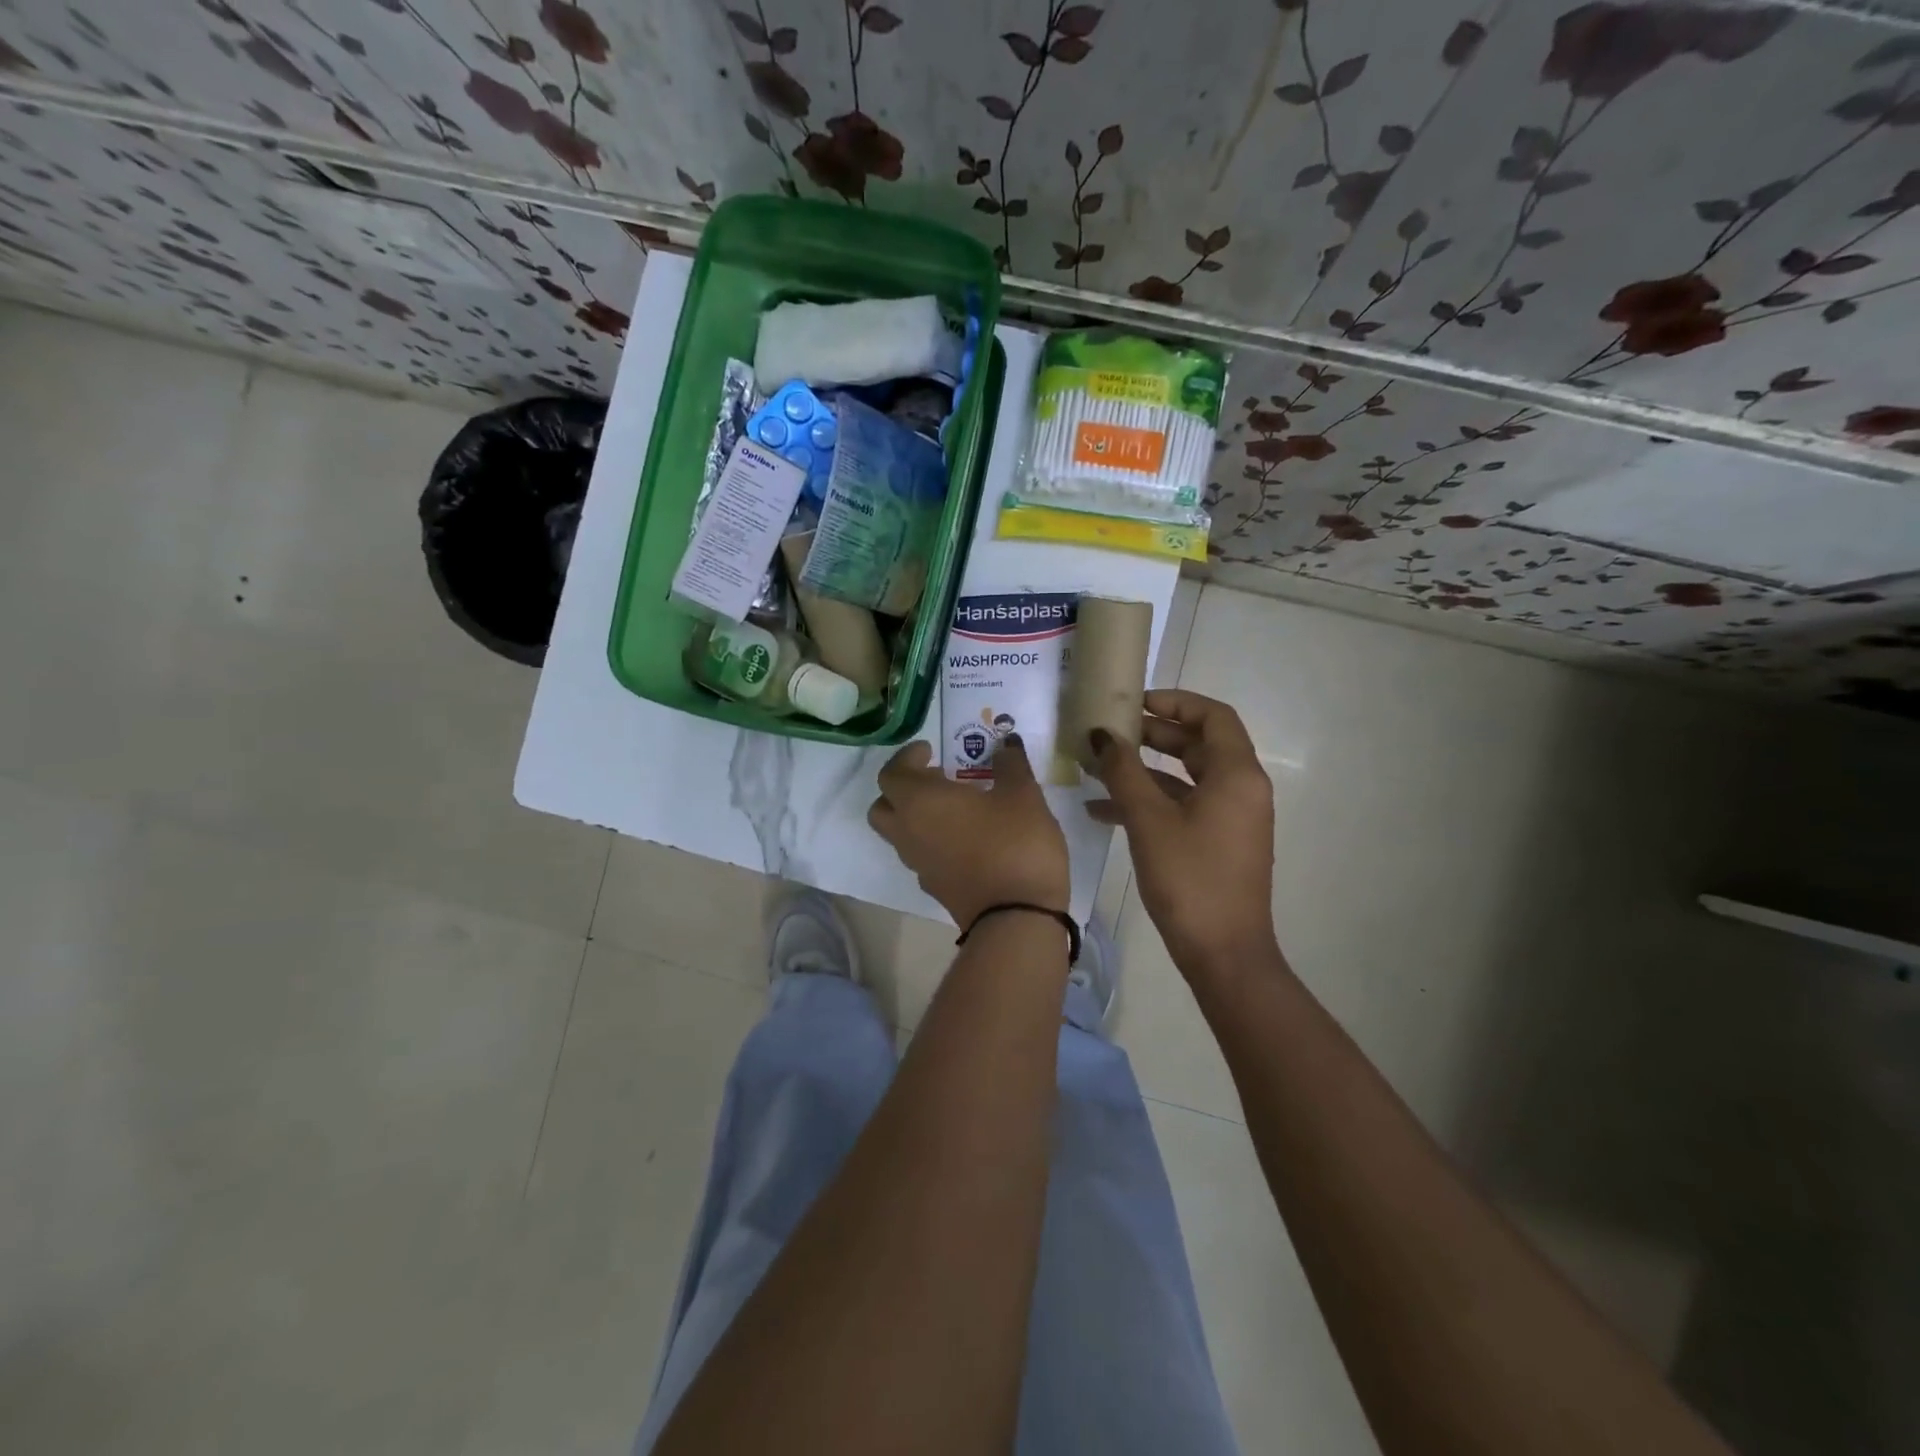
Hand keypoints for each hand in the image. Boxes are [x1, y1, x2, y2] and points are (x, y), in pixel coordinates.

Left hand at [868, 737, 1069, 927]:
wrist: (1017, 917)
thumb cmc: (1015, 843)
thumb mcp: (1022, 794)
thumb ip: (1010, 764)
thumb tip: (1006, 744)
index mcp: (919, 802)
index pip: (891, 773)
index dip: (907, 758)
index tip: (931, 750)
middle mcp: (908, 832)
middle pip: (883, 806)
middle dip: (902, 788)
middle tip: (935, 779)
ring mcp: (918, 864)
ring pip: (900, 833)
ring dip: (916, 816)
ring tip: (955, 807)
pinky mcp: (934, 888)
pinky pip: (921, 855)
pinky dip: (932, 840)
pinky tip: (966, 838)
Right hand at [1087, 689, 1276, 976]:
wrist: (1223, 954)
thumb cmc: (1189, 879)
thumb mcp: (1149, 821)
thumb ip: (1123, 772)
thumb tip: (1100, 734)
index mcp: (1237, 774)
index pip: (1212, 716)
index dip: (1174, 702)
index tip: (1133, 703)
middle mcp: (1241, 789)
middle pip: (1198, 744)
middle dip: (1152, 735)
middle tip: (1109, 731)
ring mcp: (1230, 818)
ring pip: (1186, 777)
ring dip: (1144, 770)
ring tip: (1098, 766)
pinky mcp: (1217, 842)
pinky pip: (1183, 807)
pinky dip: (1150, 802)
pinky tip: (1102, 810)